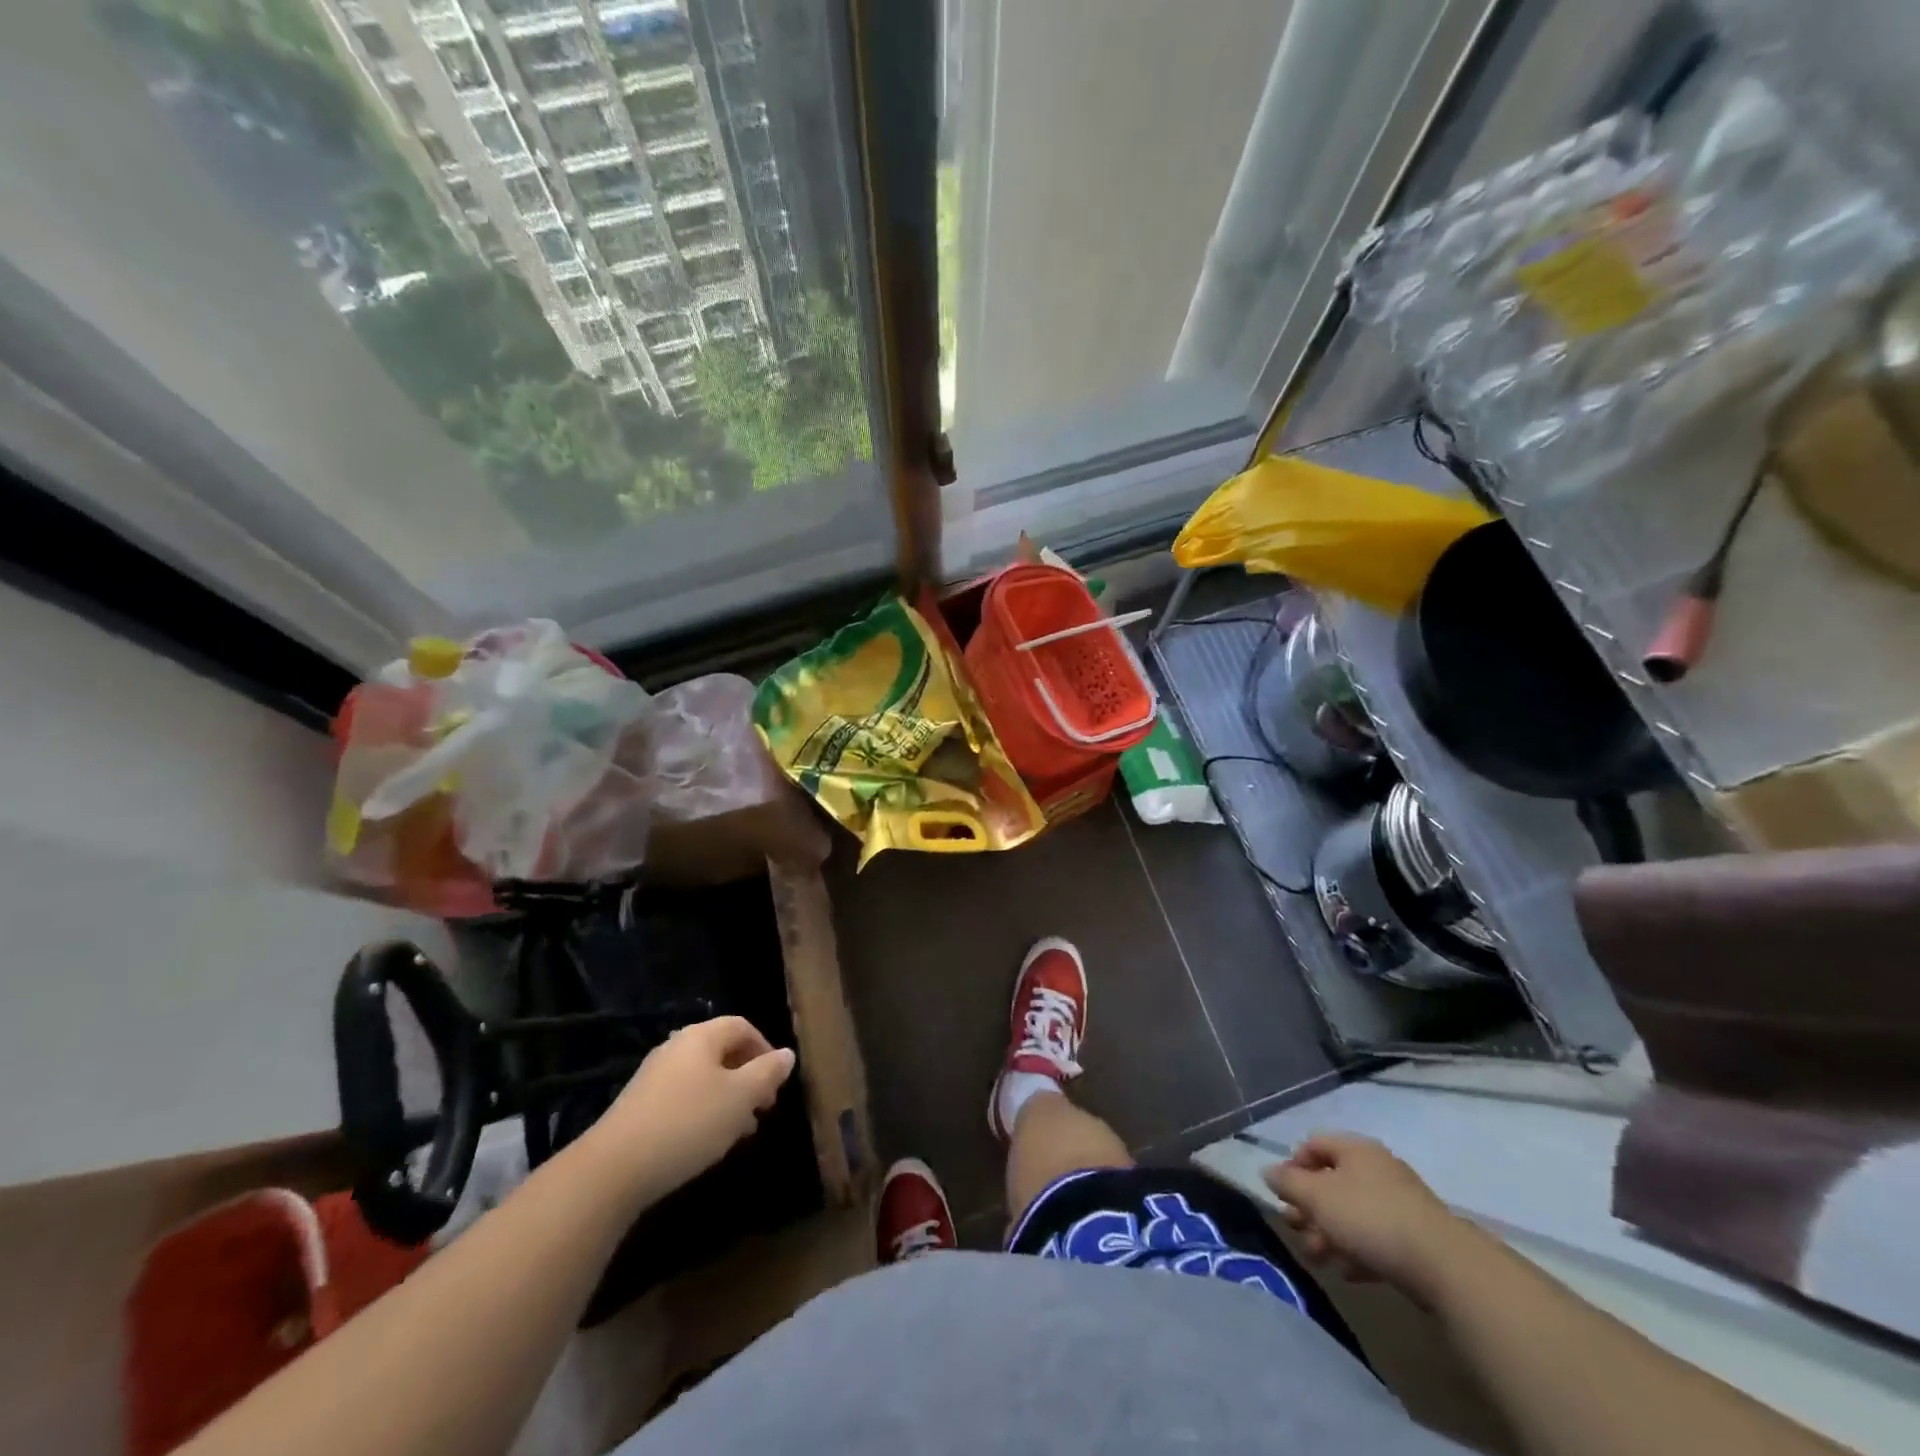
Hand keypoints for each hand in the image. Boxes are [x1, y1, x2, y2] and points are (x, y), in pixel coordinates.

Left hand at [584, 1017, 795, 1203]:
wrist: (614, 1169)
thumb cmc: (688, 1123)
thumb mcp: (740, 1098)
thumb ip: (767, 1073)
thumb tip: (787, 1054)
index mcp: (701, 1037)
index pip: (741, 1026)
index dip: (765, 1049)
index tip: (776, 1082)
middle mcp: (676, 1048)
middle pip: (722, 1052)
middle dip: (748, 1078)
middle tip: (763, 1108)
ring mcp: (654, 1077)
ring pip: (703, 1079)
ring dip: (728, 1099)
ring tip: (741, 1131)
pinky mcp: (639, 1107)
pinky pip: (683, 1099)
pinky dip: (703, 1113)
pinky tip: (707, 1142)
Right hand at [1263, 1134, 1469, 1302]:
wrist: (1445, 1266)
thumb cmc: (1370, 1218)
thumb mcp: (1318, 1197)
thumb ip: (1289, 1183)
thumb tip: (1268, 1171)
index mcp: (1355, 1149)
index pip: (1313, 1144)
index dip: (1293, 1166)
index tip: (1283, 1195)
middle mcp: (1377, 1169)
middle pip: (1331, 1181)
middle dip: (1309, 1208)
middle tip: (1296, 1230)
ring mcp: (1400, 1203)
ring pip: (1352, 1212)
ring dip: (1329, 1233)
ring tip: (1319, 1259)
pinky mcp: (1416, 1238)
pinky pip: (1376, 1237)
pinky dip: (1358, 1250)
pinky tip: (1349, 1273)